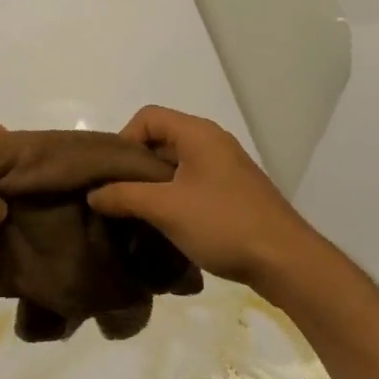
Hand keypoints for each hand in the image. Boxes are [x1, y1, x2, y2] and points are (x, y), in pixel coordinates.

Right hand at [88, 106, 324, 294]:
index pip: (148, 117)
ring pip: (176, 164)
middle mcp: (212, 142)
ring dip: (153, 185)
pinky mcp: (233, 192)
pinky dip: (173, 196)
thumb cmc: (223, 224)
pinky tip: (166, 224)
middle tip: (118, 196)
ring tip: (137, 213)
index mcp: (198, 133)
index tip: (113, 175)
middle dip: (135, 166)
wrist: (286, 261)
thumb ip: (124, 196)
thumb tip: (93, 194)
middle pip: (161, 139)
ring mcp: (225, 167)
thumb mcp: (166, 208)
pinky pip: (192, 182)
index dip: (124, 139)